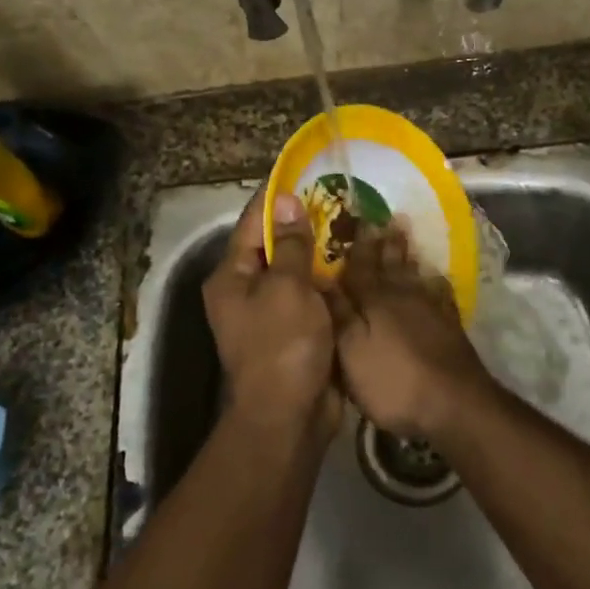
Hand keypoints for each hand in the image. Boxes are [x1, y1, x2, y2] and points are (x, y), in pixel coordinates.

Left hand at [202, 191, 339, 446]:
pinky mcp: (296, 331)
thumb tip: (285, 200)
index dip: (277, 198)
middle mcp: (246, 291)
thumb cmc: (282, 345)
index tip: (304, 172)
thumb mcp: (287, 288)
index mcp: (232, 277)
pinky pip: (312, 295)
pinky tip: (357, 263)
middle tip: (340, 197)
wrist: (290, 416)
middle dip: (305, 224)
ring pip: (297, 271)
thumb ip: (292, 245)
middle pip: (275, 246)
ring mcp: (271, 313)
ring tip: (354, 223)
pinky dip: (329, 280)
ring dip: (321, 252)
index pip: (253, 224)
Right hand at [327, 227, 501, 447]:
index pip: (362, 265)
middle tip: (386, 217)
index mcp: (374, 301)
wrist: (454, 404)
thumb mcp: (351, 352)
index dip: (359, 244)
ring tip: (405, 235)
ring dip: (409, 255)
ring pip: (416, 274)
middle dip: (386, 242)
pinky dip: (436, 282)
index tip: (359, 217)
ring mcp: (431, 310)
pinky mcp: (450, 327)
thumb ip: (338, 314)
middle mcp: (403, 297)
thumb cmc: (393, 382)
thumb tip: (320, 278)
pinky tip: (436, 277)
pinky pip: (441, 295)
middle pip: (392, 264)